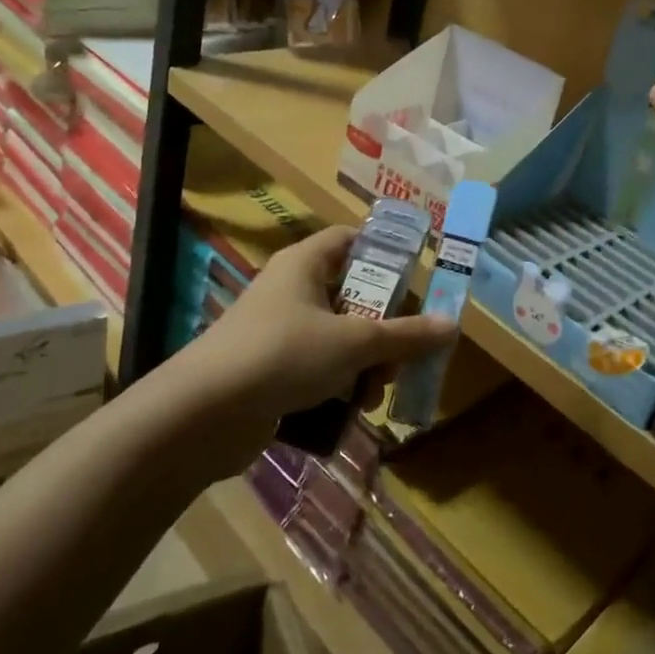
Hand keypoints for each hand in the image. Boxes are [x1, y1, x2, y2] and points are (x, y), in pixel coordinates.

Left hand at [192, 226, 455, 421]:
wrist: (202, 414)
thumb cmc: (283, 355)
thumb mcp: (353, 342)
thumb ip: (405, 335)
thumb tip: (452, 325)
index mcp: (305, 263)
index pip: (351, 239)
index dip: (386, 254)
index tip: (417, 281)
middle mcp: (291, 289)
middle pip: (352, 294)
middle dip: (384, 326)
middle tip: (405, 353)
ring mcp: (278, 331)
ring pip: (338, 335)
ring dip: (366, 362)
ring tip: (378, 392)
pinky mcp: (270, 369)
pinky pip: (318, 367)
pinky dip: (339, 383)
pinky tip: (354, 409)